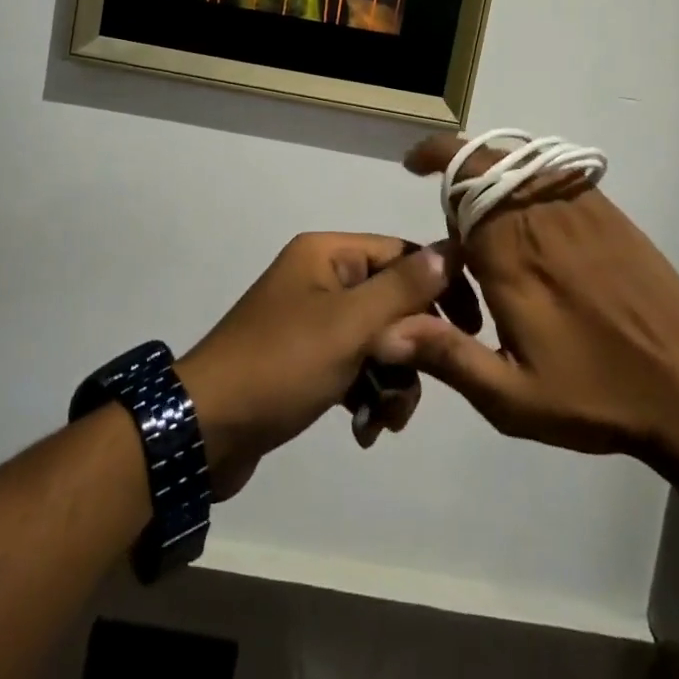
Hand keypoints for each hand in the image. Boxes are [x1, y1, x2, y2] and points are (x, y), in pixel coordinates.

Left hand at [176, 232, 450, 498]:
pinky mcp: (307, 360)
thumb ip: (402, 289)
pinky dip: (366, 394)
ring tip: (383, 419)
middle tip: (412, 386)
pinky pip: (355, 366)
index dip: (439, 286)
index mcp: (328, 255)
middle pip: (392, 302)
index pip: (402, 253)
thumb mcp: (349, 325)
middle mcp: (322, 278)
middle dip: (409, 350)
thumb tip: (449, 248)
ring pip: (378, 341)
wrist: (207, 430)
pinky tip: (363, 429)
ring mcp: (313, 320)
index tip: (471, 327)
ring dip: (391, 381)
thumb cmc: (281, 365)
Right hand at [378, 136, 678, 496]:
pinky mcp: (609, 214)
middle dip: (456, 161)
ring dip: (491, 166)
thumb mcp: (512, 398)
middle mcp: (540, 217)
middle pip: (488, 159)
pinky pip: (556, 171)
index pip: (460, 181)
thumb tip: (384, 330)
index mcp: (509, 255)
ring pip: (522, 159)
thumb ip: (447, 357)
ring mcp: (579, 209)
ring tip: (482, 203)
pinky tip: (531, 212)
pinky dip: (529, 175)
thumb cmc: (596, 395)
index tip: (413, 170)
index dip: (434, 165)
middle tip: (444, 197)